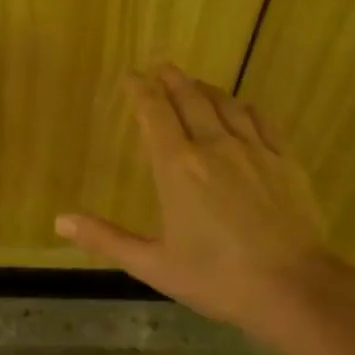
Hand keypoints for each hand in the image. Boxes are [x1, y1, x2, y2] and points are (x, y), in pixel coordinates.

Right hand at [55, 65, 354, 341]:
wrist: (293, 288)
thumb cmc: (216, 278)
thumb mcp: (153, 265)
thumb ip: (106, 239)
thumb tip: (60, 221)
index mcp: (178, 168)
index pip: (155, 114)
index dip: (141, 91)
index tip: (132, 76)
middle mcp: (214, 147)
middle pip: (191, 99)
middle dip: (173, 80)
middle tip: (162, 67)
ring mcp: (254, 150)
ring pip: (227, 105)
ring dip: (207, 89)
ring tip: (196, 84)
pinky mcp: (285, 161)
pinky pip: (261, 121)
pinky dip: (244, 108)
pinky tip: (242, 109)